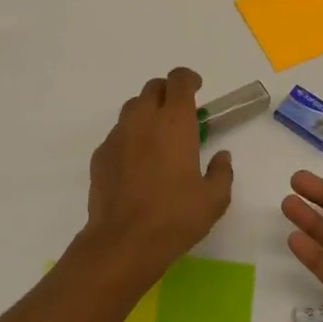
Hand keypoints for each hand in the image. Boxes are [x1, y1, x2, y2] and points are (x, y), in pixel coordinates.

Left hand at [82, 67, 233, 284]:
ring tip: (158, 137)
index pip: (179, 80)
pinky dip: (130, 137)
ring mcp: (118, 136)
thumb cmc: (175, 217)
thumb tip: (221, 157)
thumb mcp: (214, 199)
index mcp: (174, 121)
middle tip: (179, 114)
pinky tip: (137, 163)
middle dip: (167, 93)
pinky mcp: (101, 155)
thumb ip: (222, 172)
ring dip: (147, 112)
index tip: (198, 89)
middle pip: (153, 88)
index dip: (189, 79)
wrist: (123, 242)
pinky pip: (118, 134)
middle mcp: (143, 119)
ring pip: (132, 108)